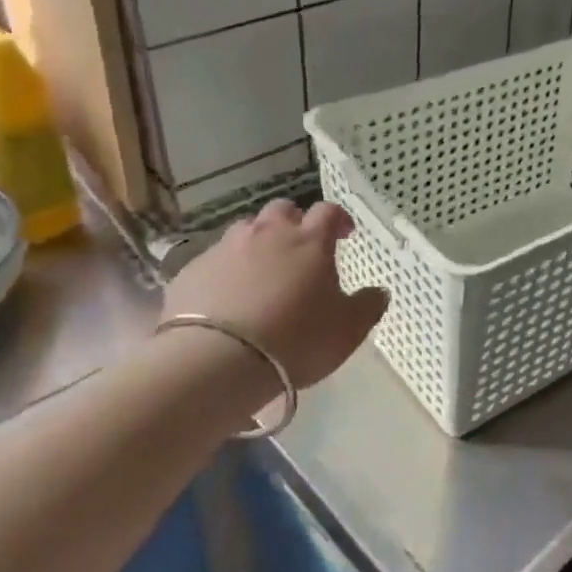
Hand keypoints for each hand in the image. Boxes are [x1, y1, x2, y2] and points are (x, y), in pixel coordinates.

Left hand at [162, 199, 387, 390]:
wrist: (216, 361)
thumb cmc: (296, 340)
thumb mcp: (348, 330)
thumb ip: (368, 306)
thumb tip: (379, 291)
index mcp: (309, 241)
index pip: (328, 212)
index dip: (338, 219)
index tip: (344, 234)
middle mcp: (268, 233)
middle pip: (282, 210)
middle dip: (294, 222)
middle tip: (300, 248)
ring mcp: (226, 248)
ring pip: (246, 230)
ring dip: (258, 242)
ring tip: (262, 272)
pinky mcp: (191, 270)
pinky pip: (214, 259)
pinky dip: (226, 270)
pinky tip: (227, 296)